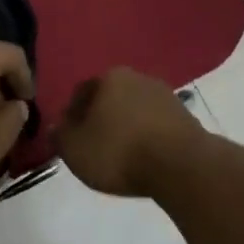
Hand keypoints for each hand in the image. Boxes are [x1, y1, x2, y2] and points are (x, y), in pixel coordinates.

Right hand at [55, 69, 206, 198]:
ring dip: (127, 129)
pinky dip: (148, 139)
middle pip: (111, 99)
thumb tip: (57, 127)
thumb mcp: (74, 149)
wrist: (181, 166)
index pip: (81, 93)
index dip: (72, 117)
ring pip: (135, 111)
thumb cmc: (119, 152)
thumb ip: (60, 135)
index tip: (71, 140)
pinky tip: (145, 160)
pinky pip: (157, 127)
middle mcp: (139, 78)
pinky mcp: (187, 118)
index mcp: (109, 78)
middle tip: (94, 148)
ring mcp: (166, 96)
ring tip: (121, 158)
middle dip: (101, 120)